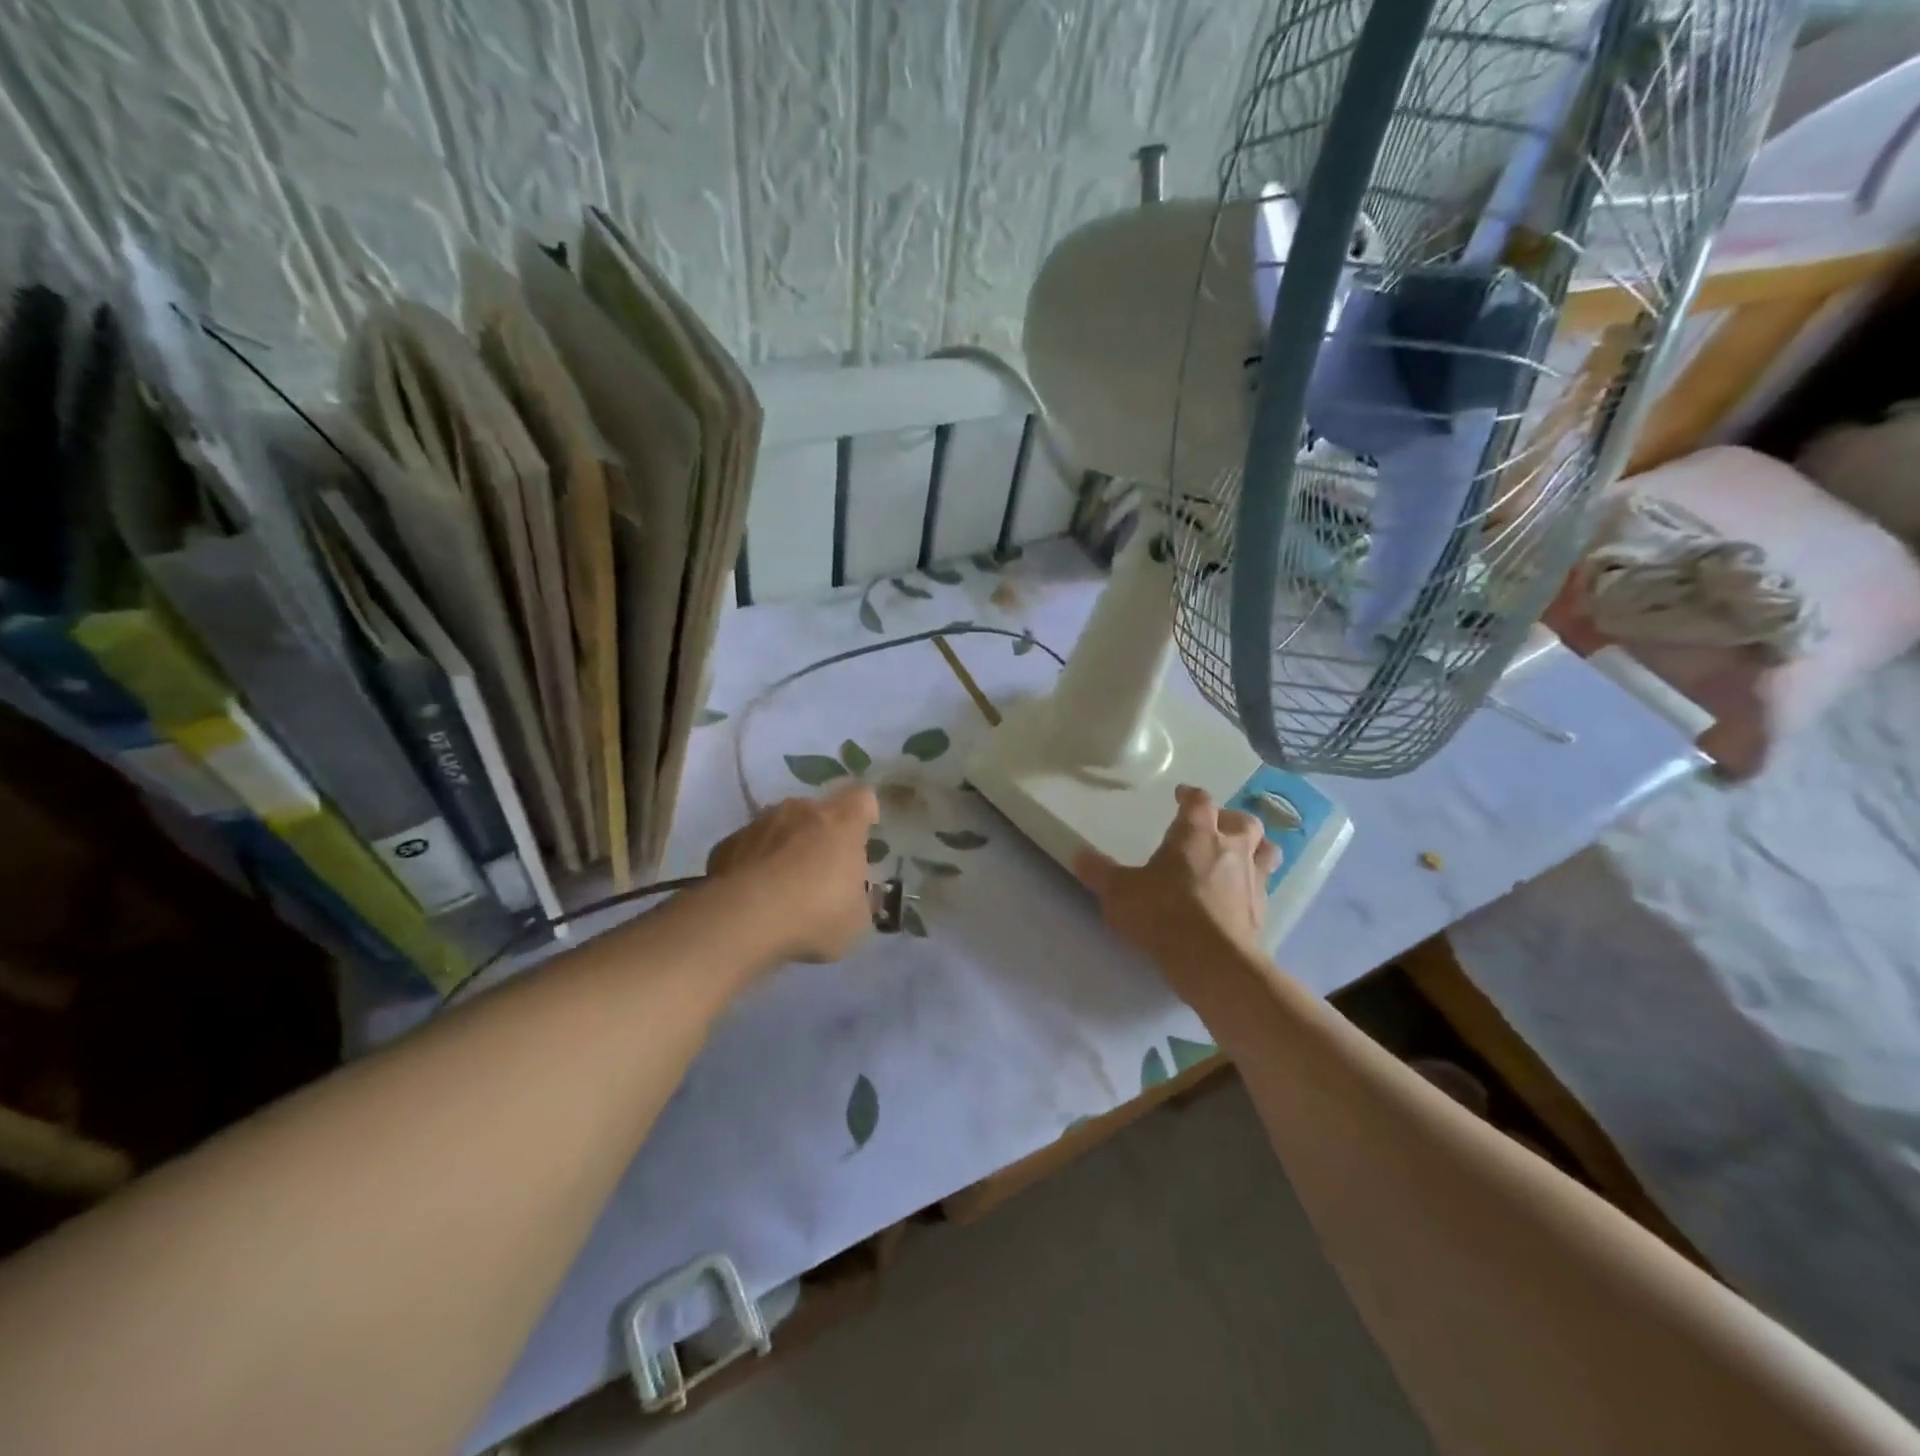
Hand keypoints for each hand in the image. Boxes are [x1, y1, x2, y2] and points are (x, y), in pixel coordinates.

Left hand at [706, 783, 879, 962]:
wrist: (745, 918)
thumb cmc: (815, 913)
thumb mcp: (856, 920)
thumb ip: (860, 900)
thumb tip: (856, 897)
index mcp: (842, 821)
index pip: (862, 798)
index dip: (865, 813)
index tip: (864, 833)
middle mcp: (801, 810)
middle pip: (818, 811)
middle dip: (822, 833)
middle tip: (822, 869)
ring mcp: (760, 823)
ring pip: (780, 826)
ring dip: (786, 846)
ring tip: (783, 884)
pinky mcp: (727, 843)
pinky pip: (750, 847)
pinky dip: (754, 863)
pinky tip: (754, 894)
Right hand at [1073, 784, 1277, 971]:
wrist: (1211, 961)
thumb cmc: (1163, 913)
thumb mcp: (1119, 892)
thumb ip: (1099, 872)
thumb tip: (1076, 854)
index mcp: (1196, 834)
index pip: (1199, 801)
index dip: (1190, 795)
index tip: (1182, 795)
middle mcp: (1231, 848)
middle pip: (1243, 821)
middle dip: (1230, 819)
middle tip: (1215, 825)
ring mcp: (1252, 879)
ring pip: (1266, 850)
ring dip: (1256, 846)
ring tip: (1241, 853)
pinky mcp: (1262, 910)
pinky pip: (1265, 886)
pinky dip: (1255, 883)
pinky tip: (1241, 894)